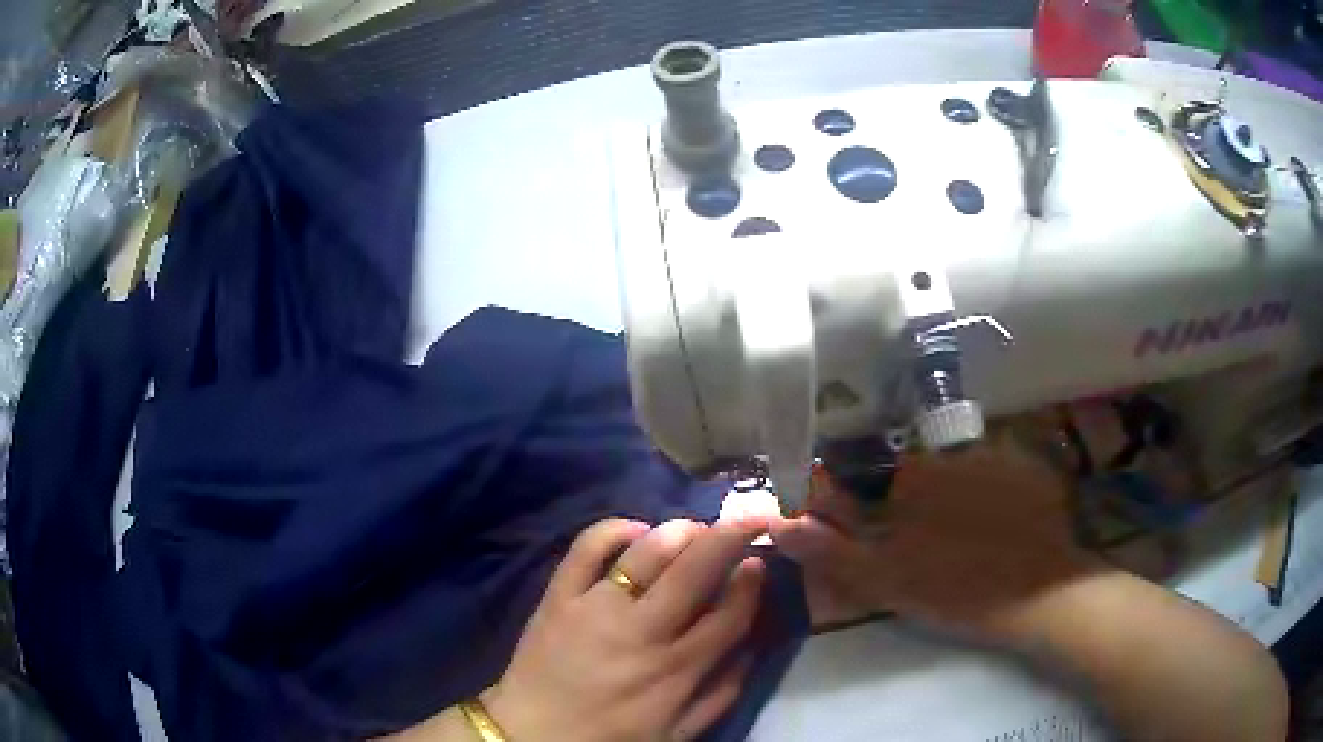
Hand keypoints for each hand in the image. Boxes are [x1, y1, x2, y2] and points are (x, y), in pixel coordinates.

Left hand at [484, 517, 766, 741]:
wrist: (532, 735)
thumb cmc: (609, 739)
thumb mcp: (677, 734)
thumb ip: (720, 695)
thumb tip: (752, 650)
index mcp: (676, 669)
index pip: (729, 613)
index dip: (751, 583)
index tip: (758, 563)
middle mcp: (642, 631)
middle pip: (696, 570)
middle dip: (730, 536)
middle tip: (746, 519)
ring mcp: (596, 608)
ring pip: (647, 553)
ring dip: (680, 531)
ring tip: (695, 529)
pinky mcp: (559, 597)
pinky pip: (586, 549)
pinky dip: (613, 530)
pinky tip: (635, 531)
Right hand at [770, 437, 1105, 636]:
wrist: (1043, 594)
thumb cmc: (959, 589)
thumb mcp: (887, 581)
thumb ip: (831, 550)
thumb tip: (779, 522)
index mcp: (915, 472)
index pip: (869, 468)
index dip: (861, 499)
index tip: (868, 528)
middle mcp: (955, 449)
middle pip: (915, 467)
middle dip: (907, 500)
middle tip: (921, 544)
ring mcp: (1000, 455)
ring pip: (958, 470)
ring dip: (950, 497)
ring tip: (962, 541)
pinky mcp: (1032, 469)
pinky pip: (998, 474)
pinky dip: (990, 496)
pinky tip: (997, 531)